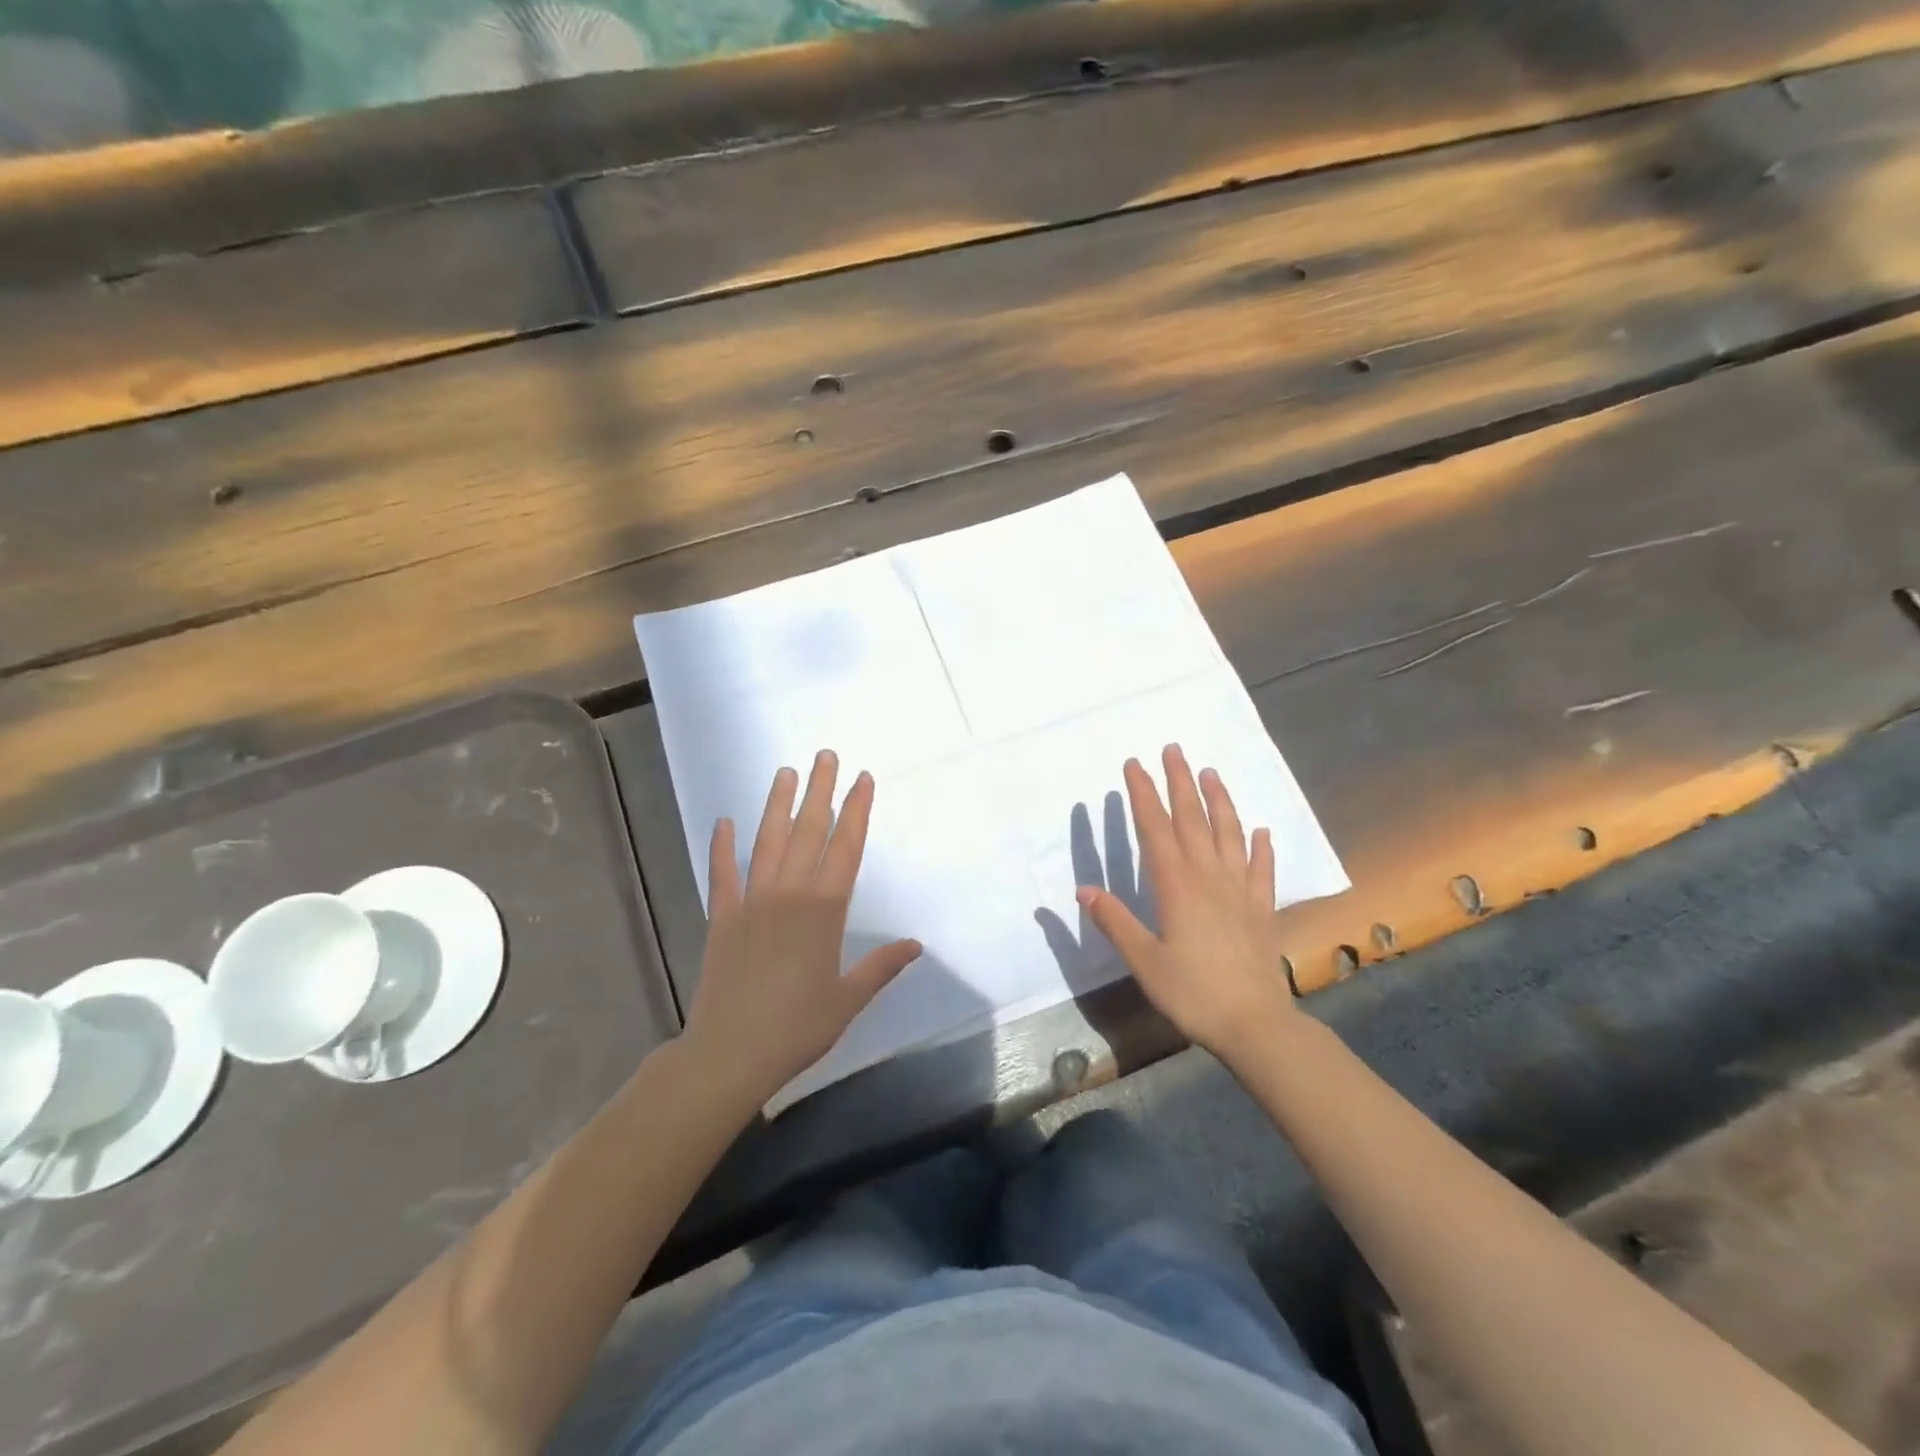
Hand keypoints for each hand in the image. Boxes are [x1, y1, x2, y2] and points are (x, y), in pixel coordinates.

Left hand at [685, 751, 921, 1107]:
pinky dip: (722, 847)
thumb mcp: (848, 998)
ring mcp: (752, 901)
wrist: (730, 1052)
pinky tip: (724, 822)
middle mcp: (789, 894)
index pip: (846, 847)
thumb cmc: (797, 1027)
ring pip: (768, 841)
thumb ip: (881, 967)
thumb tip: (915, 944)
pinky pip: (722, 874)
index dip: (857, 810)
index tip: (863, 779)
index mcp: (825, 910)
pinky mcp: (722, 916)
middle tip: (826, 755)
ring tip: (786, 772)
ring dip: (777, 805)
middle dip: (820, 791)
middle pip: (809, 831)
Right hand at [1078, 745, 1297, 1062]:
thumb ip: (1115, 922)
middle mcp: (1209, 877)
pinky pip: (1262, 870)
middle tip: (1173, 749)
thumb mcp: (1144, 961)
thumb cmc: (1192, 992)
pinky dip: (1261, 847)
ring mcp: (1240, 891)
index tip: (1134, 765)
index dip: (1143, 795)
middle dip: (1180, 782)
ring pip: (1229, 834)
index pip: (1155, 829)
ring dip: (1219, 801)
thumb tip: (1084, 889)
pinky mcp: (1261, 909)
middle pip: (1193, 819)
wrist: (1255, 1024)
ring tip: (1210, 773)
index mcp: (1176, 886)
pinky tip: (1261, 831)